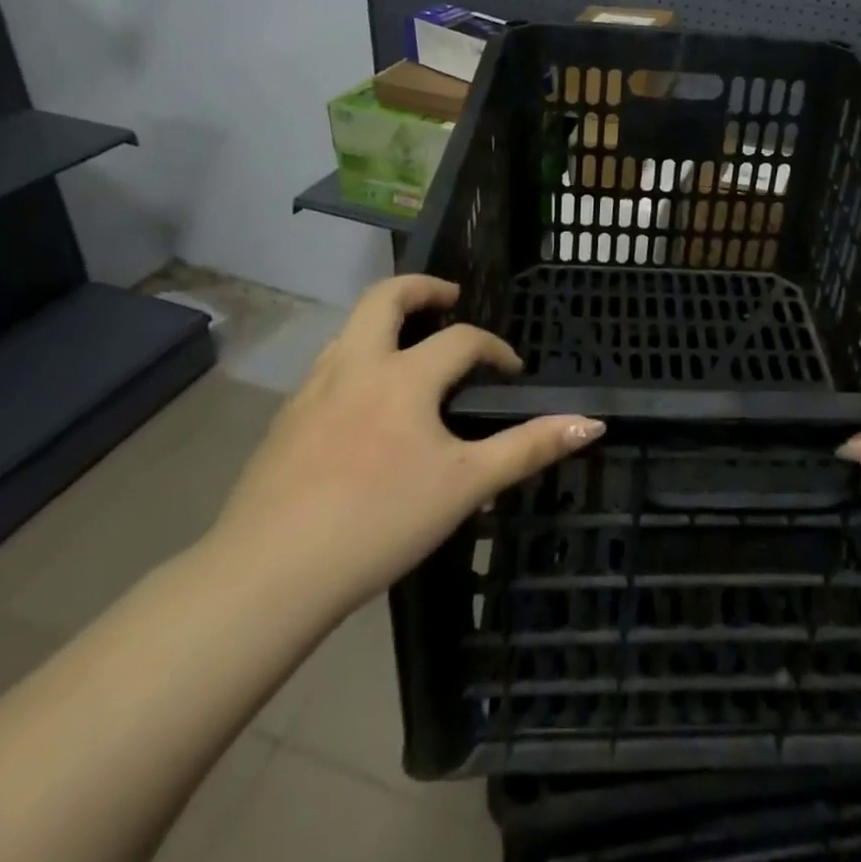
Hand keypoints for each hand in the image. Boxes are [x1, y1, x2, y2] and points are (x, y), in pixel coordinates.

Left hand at [208, 275, 602, 615]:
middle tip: (449, 298)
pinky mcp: (284, 420)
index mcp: (403, 376)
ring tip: (410, 347)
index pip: (461, 340)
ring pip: (349, 329)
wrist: (269, 573)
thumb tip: (591, 423)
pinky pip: (328, 367)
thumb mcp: (466, 486)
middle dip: (422, 288)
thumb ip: (529, 448)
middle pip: (385, 297)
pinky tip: (365, 404)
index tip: (512, 370)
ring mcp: (312, 390)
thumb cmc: (380, 520)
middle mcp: (354, 365)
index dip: (494, 348)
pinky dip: (356, 359)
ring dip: (384, 322)